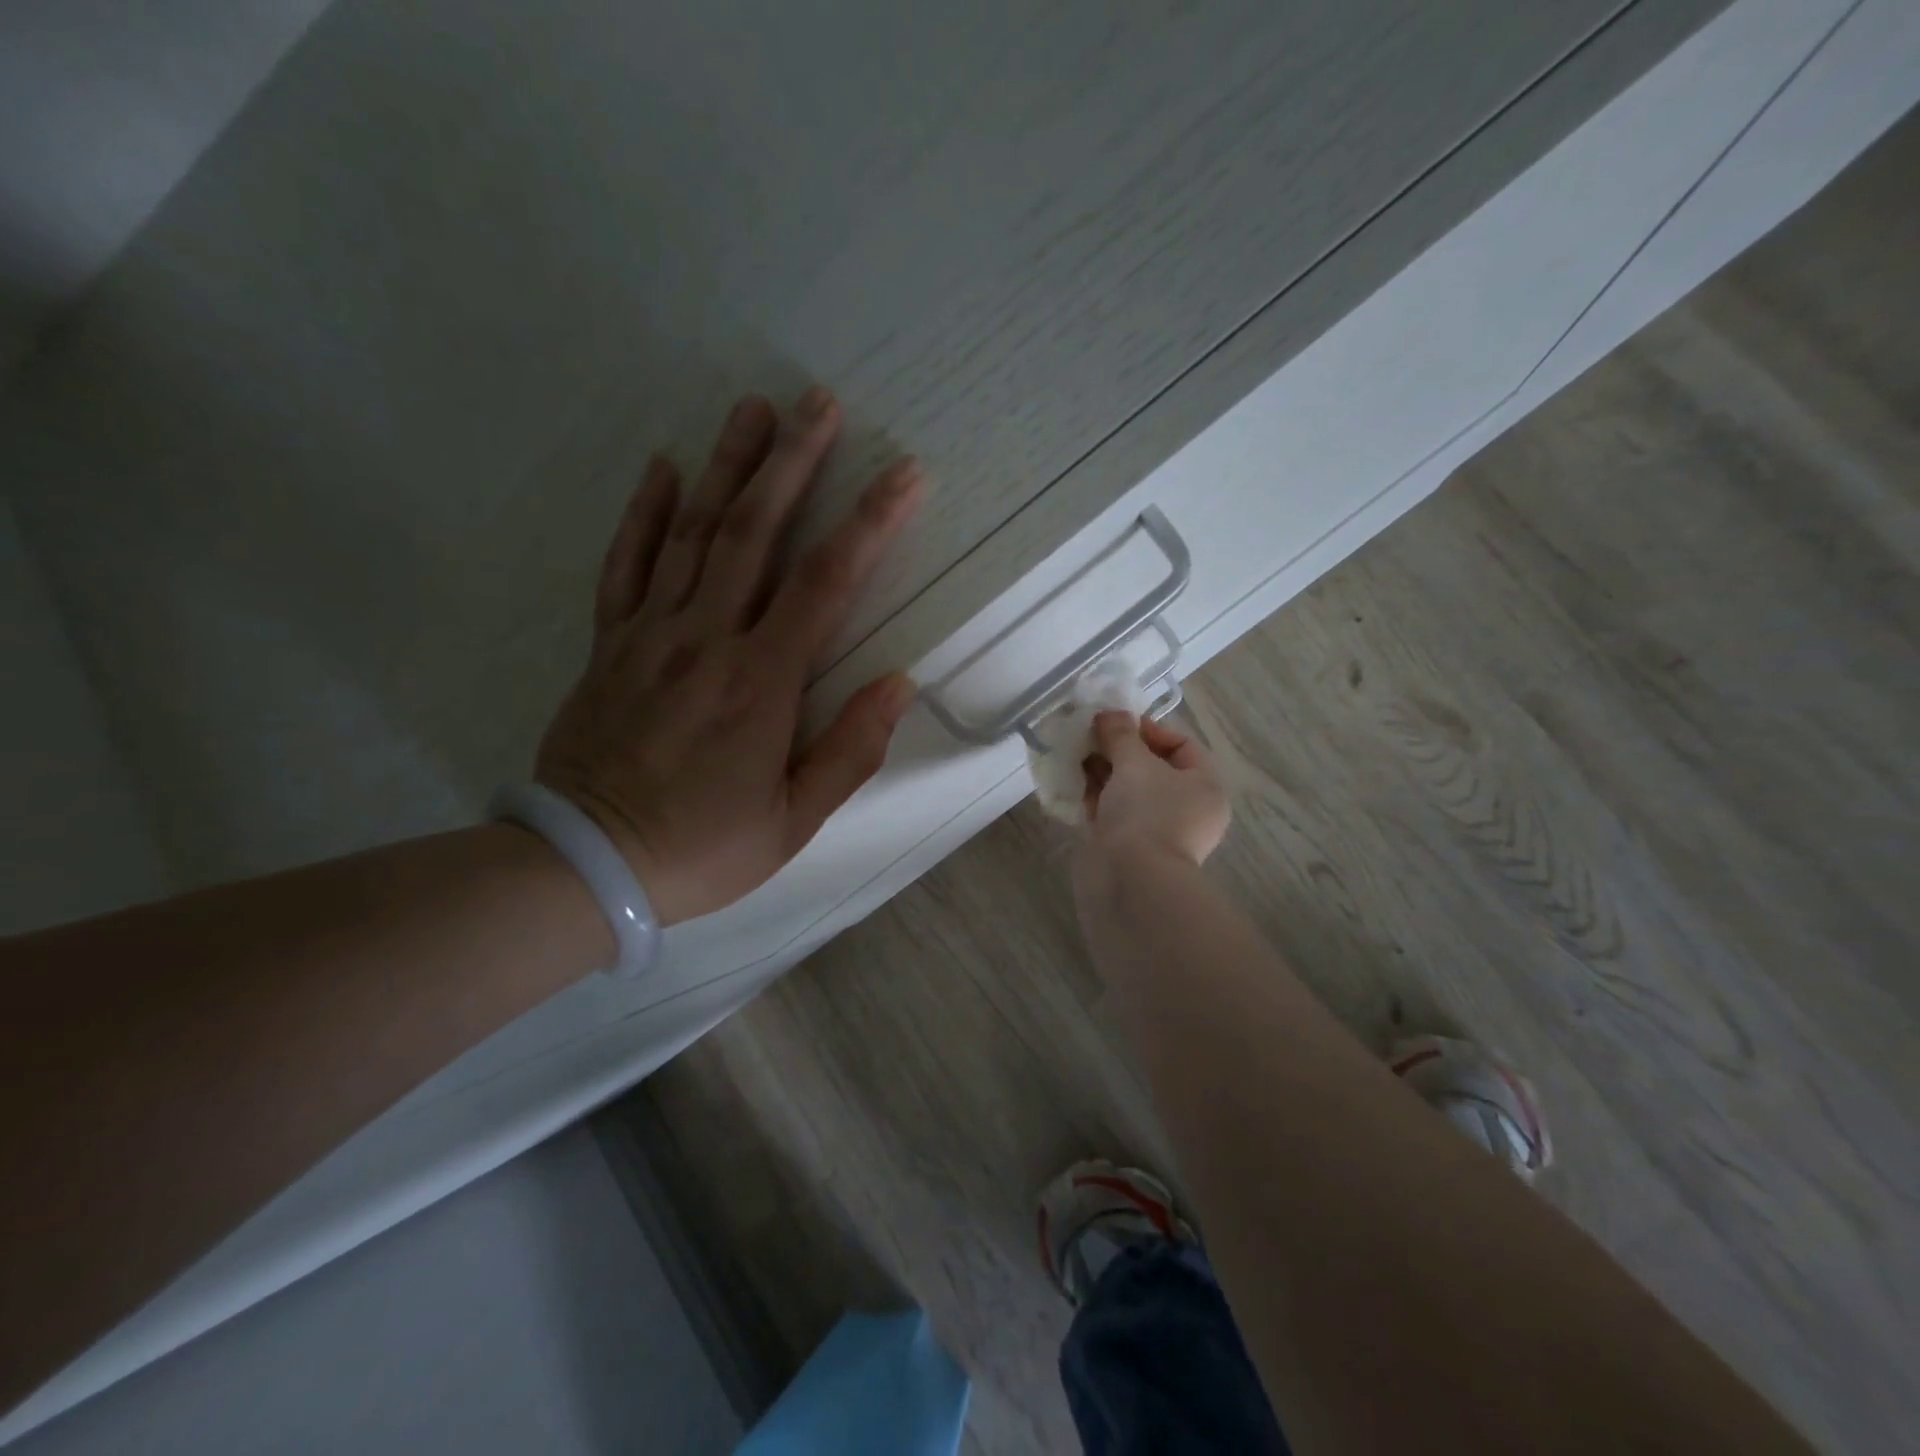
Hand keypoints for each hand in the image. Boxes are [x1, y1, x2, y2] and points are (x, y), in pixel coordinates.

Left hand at [534, 387, 923, 925]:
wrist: (587, 864)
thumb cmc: (703, 848)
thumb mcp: (794, 820)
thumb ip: (850, 750)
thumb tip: (900, 683)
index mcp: (761, 682)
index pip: (826, 584)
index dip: (870, 524)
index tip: (903, 474)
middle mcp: (707, 639)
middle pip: (754, 532)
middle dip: (793, 463)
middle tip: (819, 402)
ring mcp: (651, 634)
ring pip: (692, 533)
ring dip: (727, 466)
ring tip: (753, 408)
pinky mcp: (610, 644)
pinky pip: (626, 565)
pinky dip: (644, 513)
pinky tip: (664, 467)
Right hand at [1079, 711, 1230, 867]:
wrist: (1130, 880)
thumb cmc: (1145, 813)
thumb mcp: (1134, 763)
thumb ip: (1121, 734)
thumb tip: (1110, 714)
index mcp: (1203, 787)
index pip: (1181, 746)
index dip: (1149, 729)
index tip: (1115, 724)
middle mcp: (1184, 808)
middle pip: (1150, 767)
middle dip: (1118, 749)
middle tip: (1088, 736)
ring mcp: (1154, 829)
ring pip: (1127, 790)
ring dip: (1102, 771)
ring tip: (1074, 755)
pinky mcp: (1126, 845)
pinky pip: (1111, 811)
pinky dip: (1094, 796)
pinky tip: (1071, 782)